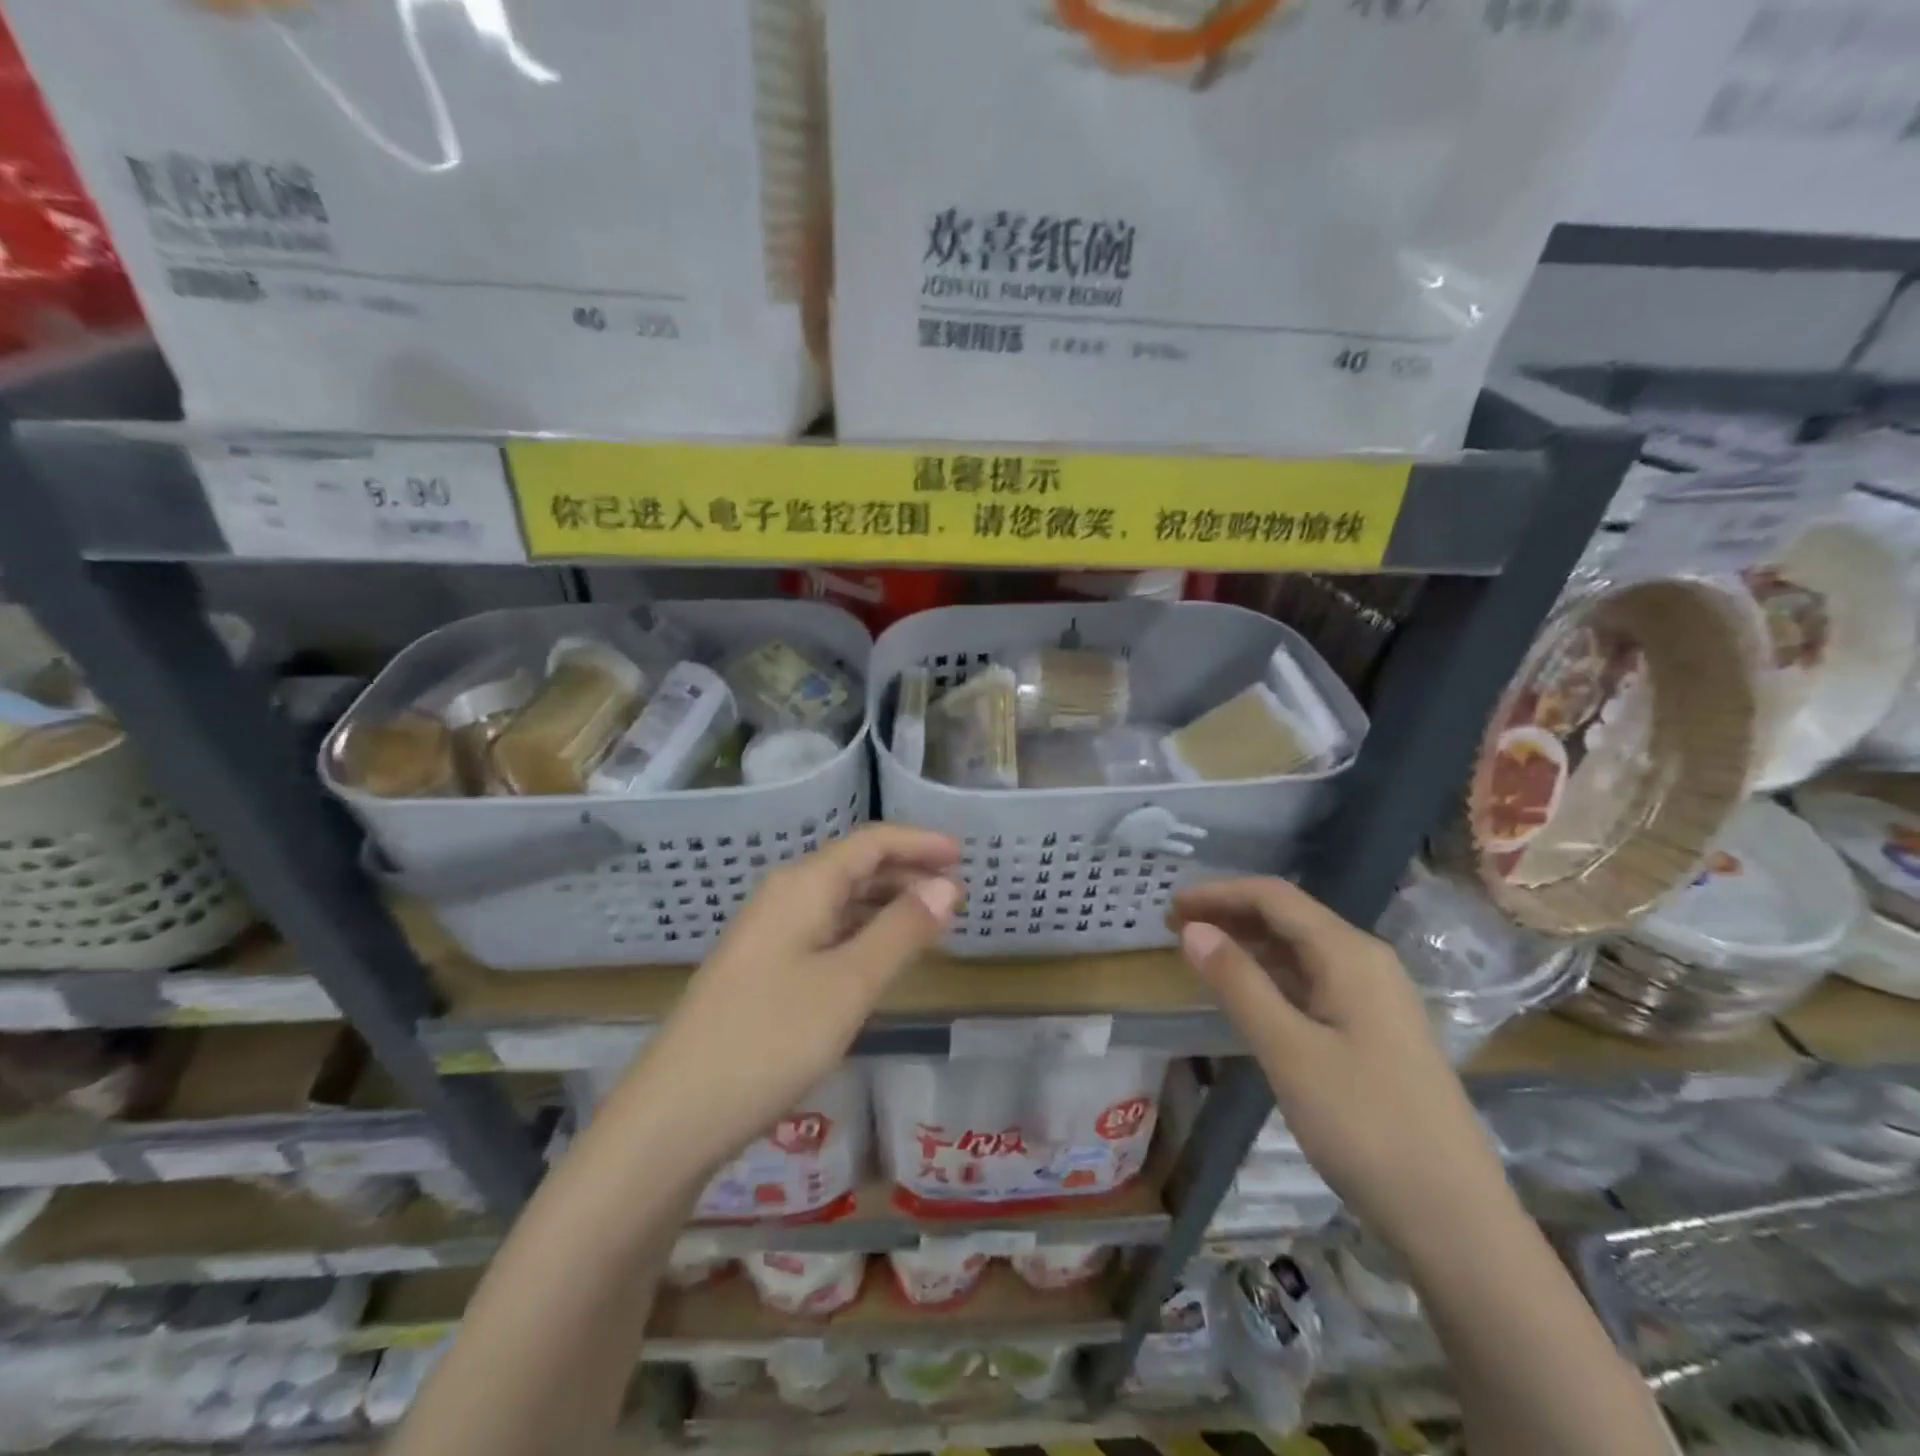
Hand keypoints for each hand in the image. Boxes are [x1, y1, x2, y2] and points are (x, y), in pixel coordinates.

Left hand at [636, 825, 961, 1164]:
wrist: (675, 1115)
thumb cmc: (770, 1040)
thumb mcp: (849, 984)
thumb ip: (901, 931)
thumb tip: (947, 886)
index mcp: (803, 885)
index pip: (871, 842)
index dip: (919, 842)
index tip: (963, 855)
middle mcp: (783, 897)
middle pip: (855, 867)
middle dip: (907, 873)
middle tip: (956, 894)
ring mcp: (769, 935)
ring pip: (840, 901)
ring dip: (886, 905)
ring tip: (931, 924)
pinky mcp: (763, 970)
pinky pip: (825, 933)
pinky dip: (862, 935)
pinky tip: (882, 959)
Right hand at [1171, 877, 1506, 1259]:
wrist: (1455, 1219)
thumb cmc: (1365, 1126)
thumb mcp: (1289, 1051)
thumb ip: (1239, 984)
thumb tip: (1193, 929)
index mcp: (1349, 954)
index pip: (1273, 897)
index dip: (1218, 893)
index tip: (1170, 906)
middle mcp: (1365, 962)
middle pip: (1288, 918)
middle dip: (1229, 915)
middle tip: (1174, 929)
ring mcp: (1374, 998)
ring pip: (1299, 951)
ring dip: (1247, 945)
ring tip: (1198, 955)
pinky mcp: (1373, 1031)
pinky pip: (1311, 982)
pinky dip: (1270, 977)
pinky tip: (1244, 994)